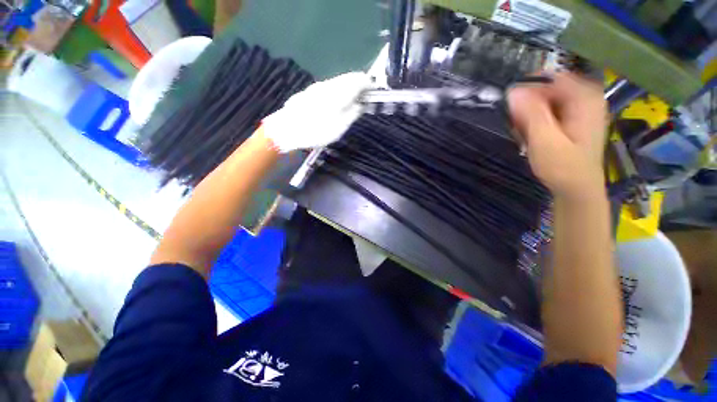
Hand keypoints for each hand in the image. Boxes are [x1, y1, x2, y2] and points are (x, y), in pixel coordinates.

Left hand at [262, 72, 371, 152]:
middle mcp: (329, 84)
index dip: (369, 84)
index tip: (375, 92)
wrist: (286, 129)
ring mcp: (317, 87)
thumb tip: (360, 104)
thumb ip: (353, 113)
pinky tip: (337, 103)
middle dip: (359, 85)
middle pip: (348, 78)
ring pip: (338, 82)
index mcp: (339, 92)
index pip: (359, 79)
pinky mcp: (310, 93)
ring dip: (348, 88)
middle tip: (365, 97)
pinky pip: (329, 87)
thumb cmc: (316, 130)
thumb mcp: (340, 127)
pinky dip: (338, 91)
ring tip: (353, 101)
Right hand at [507, 72, 608, 198]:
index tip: (512, 110)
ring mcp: (580, 109)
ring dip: (529, 118)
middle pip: (547, 90)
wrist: (577, 189)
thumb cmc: (563, 167)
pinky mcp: (573, 119)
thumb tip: (512, 91)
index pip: (550, 78)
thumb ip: (530, 114)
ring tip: (525, 137)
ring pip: (544, 102)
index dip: (527, 91)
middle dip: (527, 108)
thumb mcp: (544, 141)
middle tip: (518, 129)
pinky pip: (547, 112)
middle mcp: (585, 98)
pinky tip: (531, 138)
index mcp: (585, 98)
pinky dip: (535, 123)